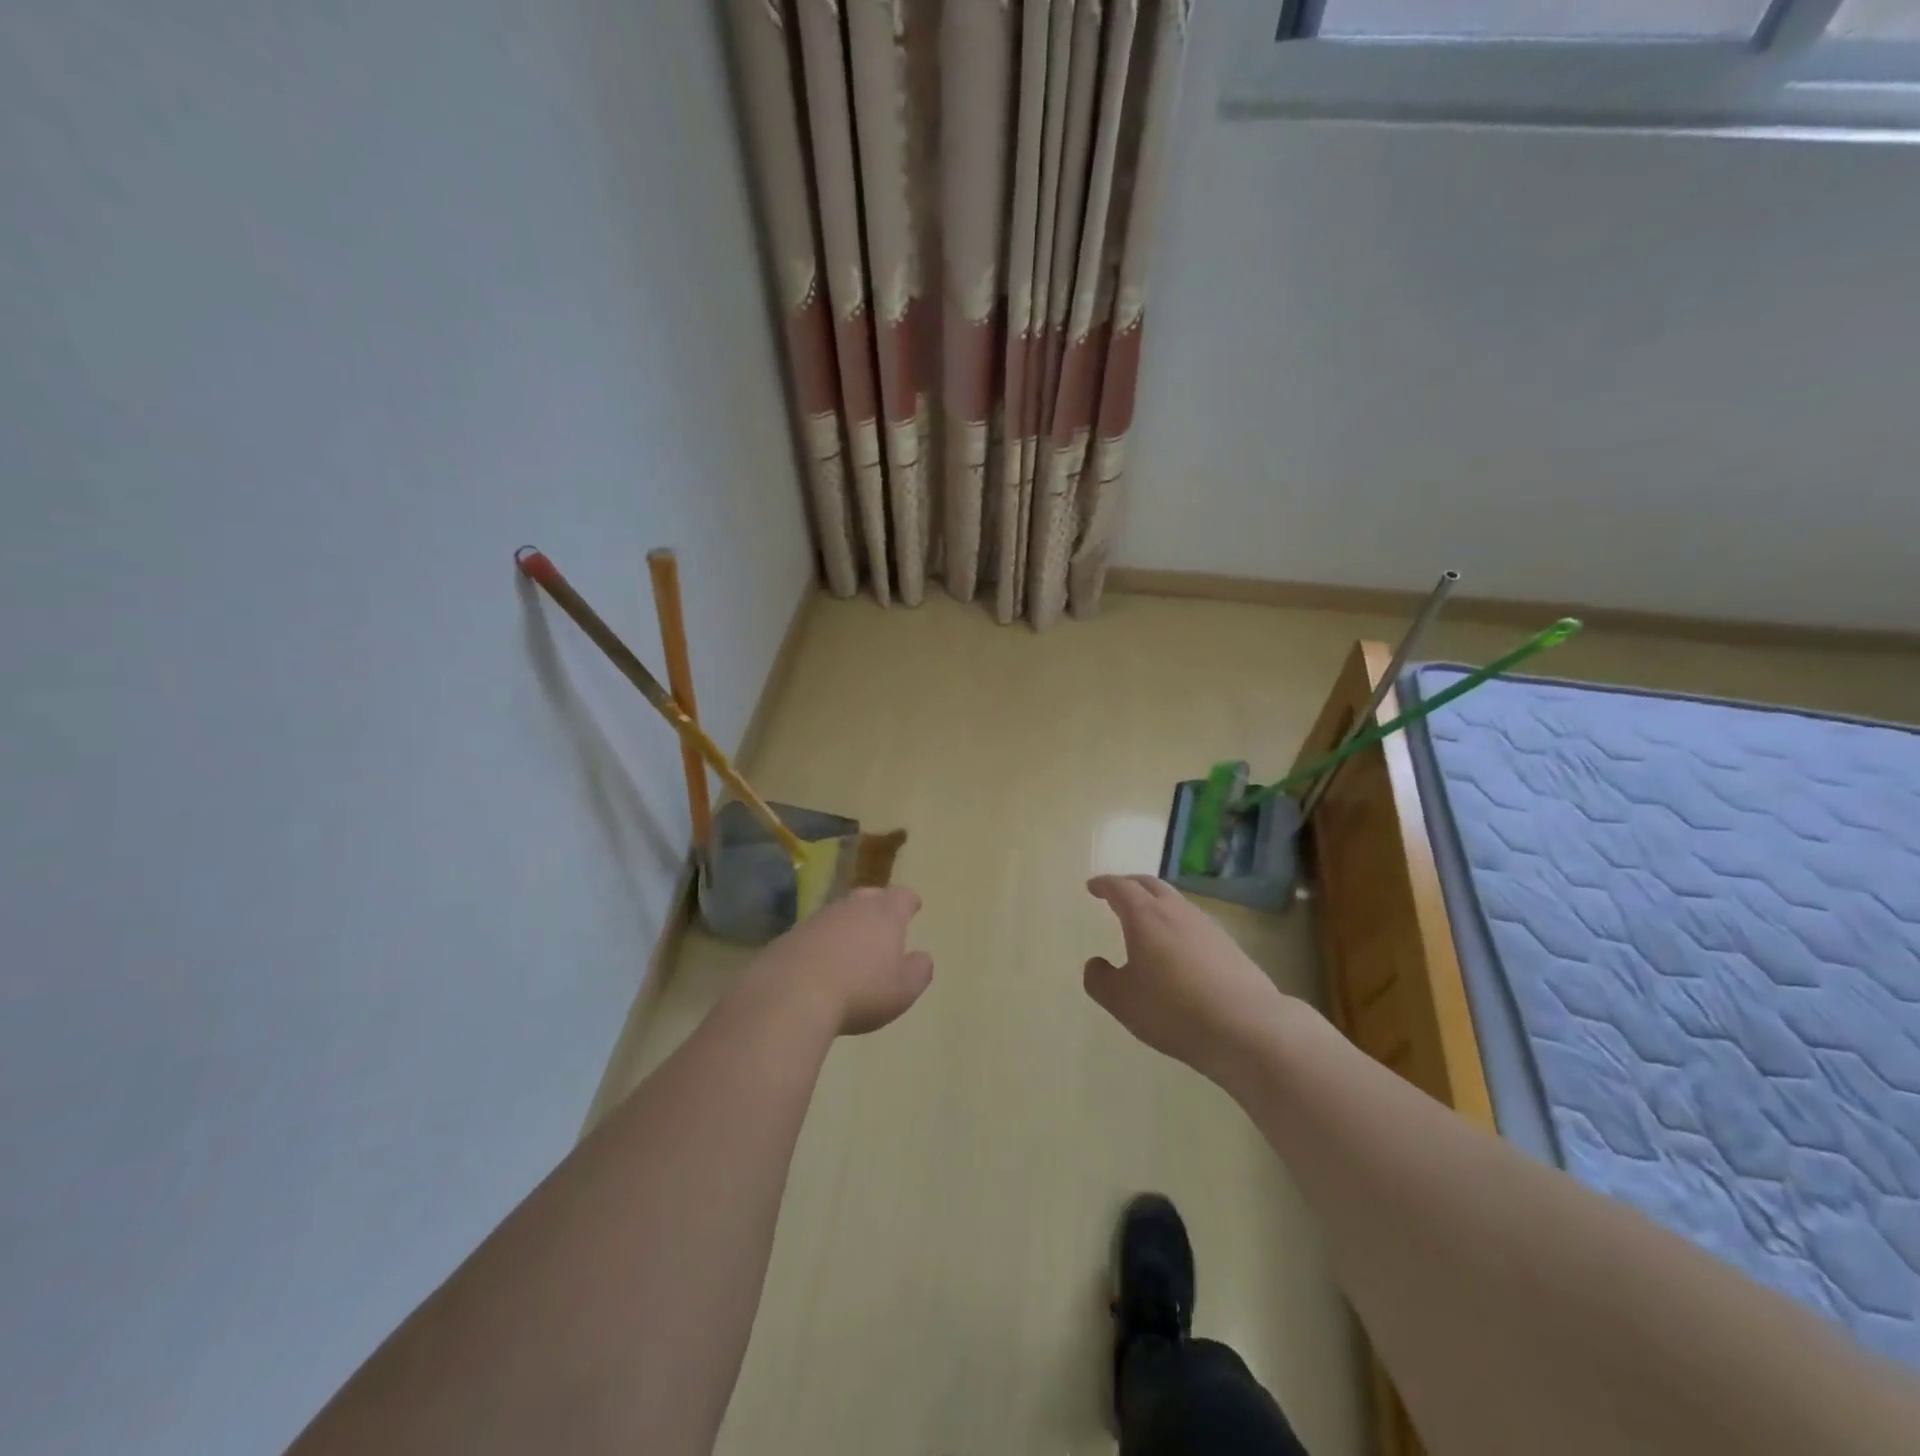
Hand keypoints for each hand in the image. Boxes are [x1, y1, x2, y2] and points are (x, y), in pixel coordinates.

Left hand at [750, 886, 933, 1036]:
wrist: (791, 995)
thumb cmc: (860, 991)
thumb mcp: (903, 990)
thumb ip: (919, 970)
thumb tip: (922, 957)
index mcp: (885, 914)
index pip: (903, 895)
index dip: (910, 902)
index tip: (913, 907)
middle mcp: (852, 907)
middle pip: (870, 897)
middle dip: (879, 907)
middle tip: (883, 925)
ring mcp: (818, 918)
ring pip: (840, 913)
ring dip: (848, 926)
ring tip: (852, 948)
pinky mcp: (791, 935)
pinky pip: (815, 933)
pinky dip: (823, 943)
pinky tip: (822, 964)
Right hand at [1084, 875, 1289, 1081]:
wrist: (1247, 1026)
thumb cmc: (1173, 1009)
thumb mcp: (1122, 1001)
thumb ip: (1100, 980)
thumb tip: (1095, 964)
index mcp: (1145, 916)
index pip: (1120, 887)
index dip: (1104, 885)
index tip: (1092, 886)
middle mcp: (1175, 911)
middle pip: (1150, 884)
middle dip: (1130, 884)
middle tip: (1116, 893)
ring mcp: (1206, 925)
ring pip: (1175, 901)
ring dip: (1156, 902)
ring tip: (1146, 919)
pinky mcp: (1228, 945)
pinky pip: (1193, 922)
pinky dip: (1177, 923)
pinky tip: (1177, 947)